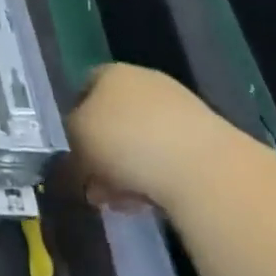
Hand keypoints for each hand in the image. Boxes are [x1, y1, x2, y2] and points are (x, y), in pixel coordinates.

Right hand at [67, 62, 223, 211]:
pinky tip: (150, 202)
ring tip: (121, 202)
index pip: (83, 90)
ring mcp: (180, 109)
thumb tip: (73, 156)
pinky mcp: (207, 140)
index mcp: (111, 72)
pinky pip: (169, 158)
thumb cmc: (126, 142)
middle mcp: (146, 82)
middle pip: (113, 119)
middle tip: (95, 186)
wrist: (204, 169)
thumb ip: (68, 143)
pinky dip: (156, 178)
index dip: (73, 121)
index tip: (72, 153)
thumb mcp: (76, 141)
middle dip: (101, 154)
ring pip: (140, 142)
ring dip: (127, 171)